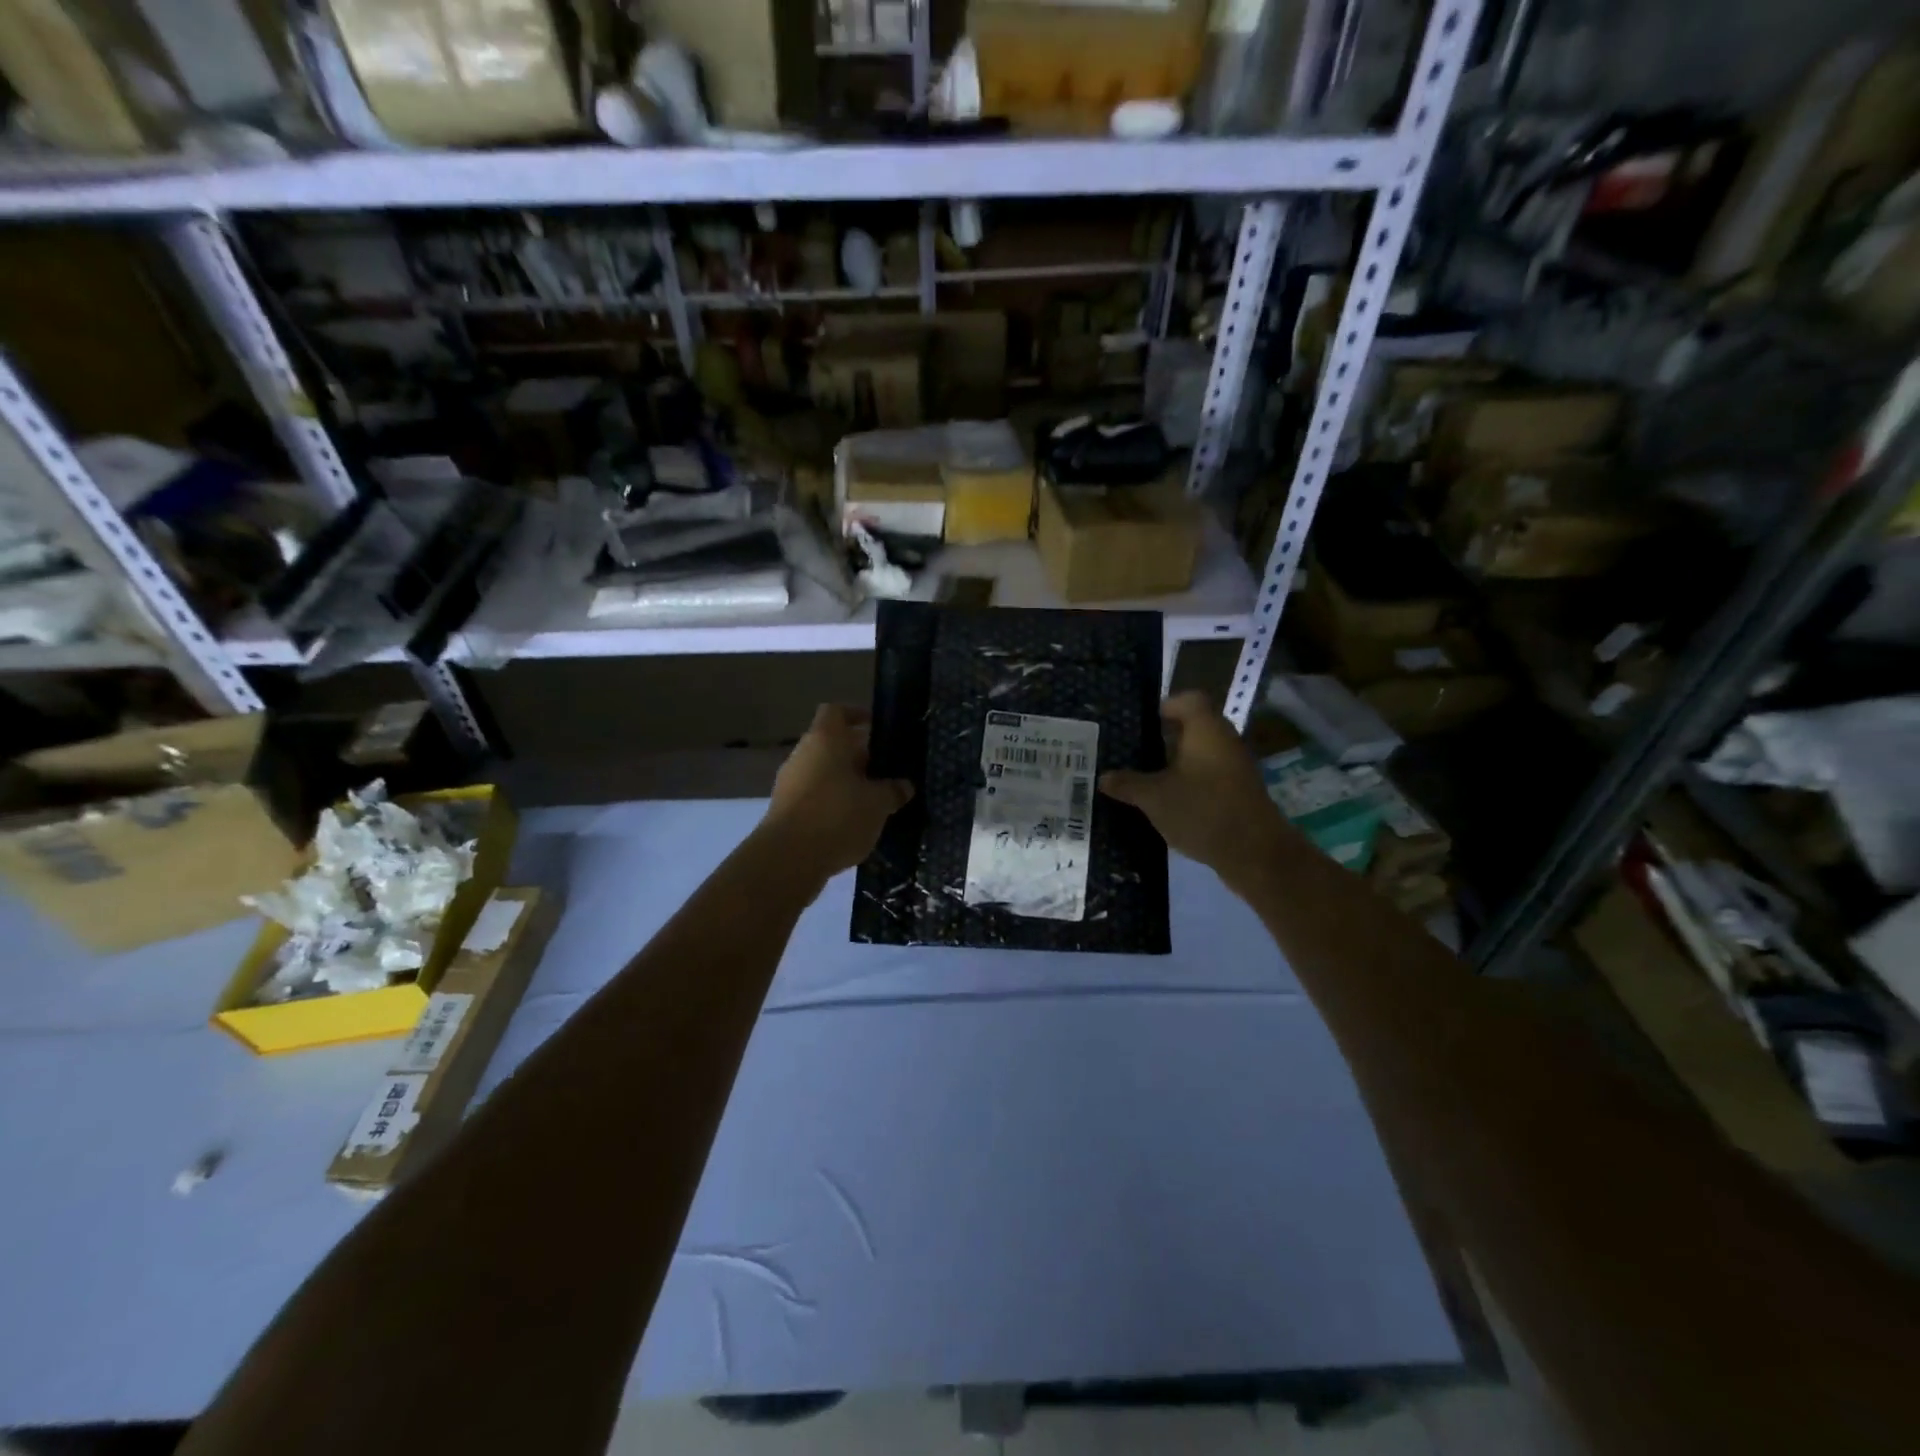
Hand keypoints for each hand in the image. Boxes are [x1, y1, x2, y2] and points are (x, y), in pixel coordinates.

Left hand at [759, 705, 913, 877]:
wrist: (788, 860)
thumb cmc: (838, 816)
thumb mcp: (878, 804)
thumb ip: (893, 791)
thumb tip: (904, 785)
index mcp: (824, 739)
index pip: (837, 712)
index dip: (857, 715)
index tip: (878, 728)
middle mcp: (803, 755)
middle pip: (831, 744)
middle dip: (858, 755)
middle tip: (886, 770)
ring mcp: (790, 783)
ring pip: (823, 772)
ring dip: (846, 782)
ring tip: (874, 799)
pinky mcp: (785, 811)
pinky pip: (815, 797)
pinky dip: (833, 803)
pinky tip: (854, 822)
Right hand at [1099, 691, 1292, 886]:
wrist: (1255, 852)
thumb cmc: (1202, 810)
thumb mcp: (1154, 798)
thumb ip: (1127, 784)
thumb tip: (1103, 777)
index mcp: (1206, 729)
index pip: (1187, 700)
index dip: (1164, 706)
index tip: (1141, 724)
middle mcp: (1224, 741)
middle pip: (1193, 728)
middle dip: (1163, 739)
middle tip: (1132, 752)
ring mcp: (1236, 768)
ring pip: (1200, 755)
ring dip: (1175, 764)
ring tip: (1145, 779)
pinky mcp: (1239, 792)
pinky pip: (1209, 777)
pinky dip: (1189, 784)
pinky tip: (1168, 803)